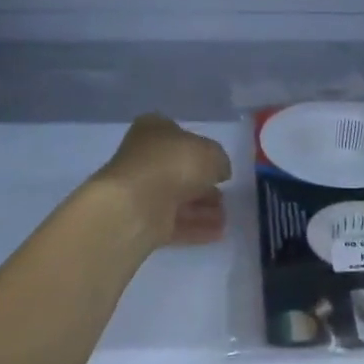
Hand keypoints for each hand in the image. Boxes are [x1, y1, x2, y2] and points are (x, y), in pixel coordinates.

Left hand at [95, 115, 232, 246]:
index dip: (201, 150)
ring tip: (226, 218)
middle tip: (226, 196)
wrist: (137, 204)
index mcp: (154, 130)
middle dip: (204, 185)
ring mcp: (142, 191)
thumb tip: (219, 172)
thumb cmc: (174, 164)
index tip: (218, 166)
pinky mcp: (143, 220)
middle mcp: (144, 158)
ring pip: (178, 199)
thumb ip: (219, 161)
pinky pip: (175, 222)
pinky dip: (195, 227)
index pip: (180, 136)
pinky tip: (218, 233)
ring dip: (203, 209)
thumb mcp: (211, 153)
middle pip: (180, 171)